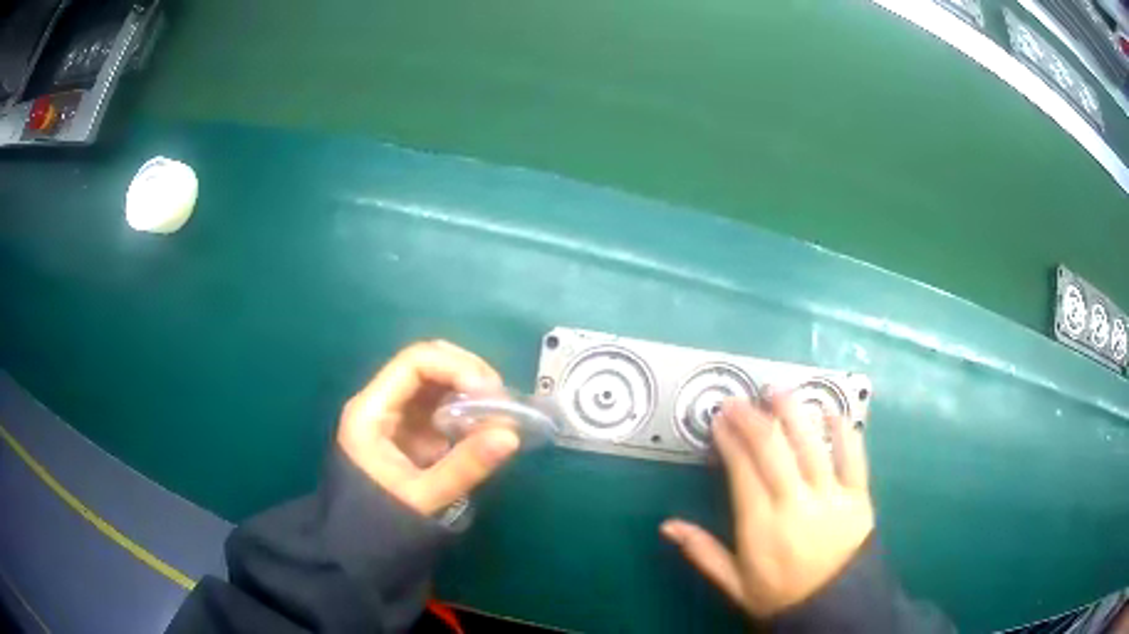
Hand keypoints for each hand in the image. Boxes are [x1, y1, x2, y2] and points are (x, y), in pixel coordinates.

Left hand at [336, 340, 520, 515]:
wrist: (357, 553)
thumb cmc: (380, 524)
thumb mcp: (423, 498)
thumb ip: (466, 466)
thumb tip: (512, 435)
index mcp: (372, 410)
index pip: (415, 362)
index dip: (456, 367)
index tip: (490, 393)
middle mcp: (382, 403)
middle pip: (428, 364)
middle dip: (468, 375)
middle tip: (501, 401)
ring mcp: (397, 418)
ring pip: (438, 384)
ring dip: (472, 393)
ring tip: (499, 417)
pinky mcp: (412, 435)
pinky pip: (443, 409)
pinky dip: (468, 413)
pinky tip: (486, 430)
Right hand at [661, 395, 874, 617]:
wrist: (833, 608)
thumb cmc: (779, 596)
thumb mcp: (734, 583)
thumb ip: (702, 552)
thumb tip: (666, 525)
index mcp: (762, 525)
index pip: (743, 470)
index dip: (730, 439)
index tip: (720, 419)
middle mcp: (796, 503)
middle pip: (773, 449)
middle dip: (753, 419)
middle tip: (739, 400)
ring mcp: (831, 496)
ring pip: (811, 445)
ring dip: (793, 414)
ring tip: (777, 392)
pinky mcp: (859, 496)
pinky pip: (853, 457)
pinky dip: (843, 432)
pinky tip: (831, 412)